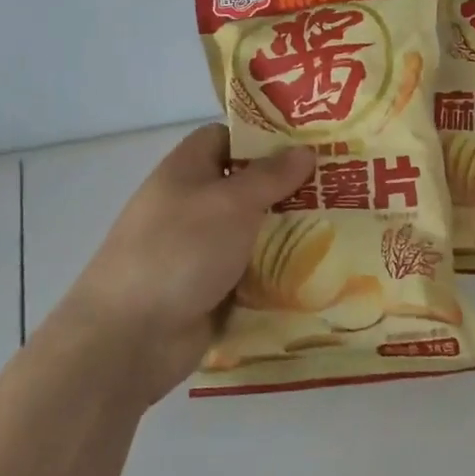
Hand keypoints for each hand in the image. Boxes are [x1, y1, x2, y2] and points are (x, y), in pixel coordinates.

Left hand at [57, 126, 314, 400]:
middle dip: (289, 188)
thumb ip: (270, 176)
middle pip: (246, 186)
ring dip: (290, 233)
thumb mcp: (230, 203)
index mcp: (187, 171)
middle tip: (341, 186)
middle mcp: (193, 205)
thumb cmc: (179, 251)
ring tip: (344, 226)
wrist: (129, 338)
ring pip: (254, 232)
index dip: (263, 137)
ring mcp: (201, 250)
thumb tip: (304, 150)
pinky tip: (322, 270)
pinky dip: (279, 273)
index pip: (226, 138)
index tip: (308, 144)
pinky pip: (253, 272)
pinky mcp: (212, 290)